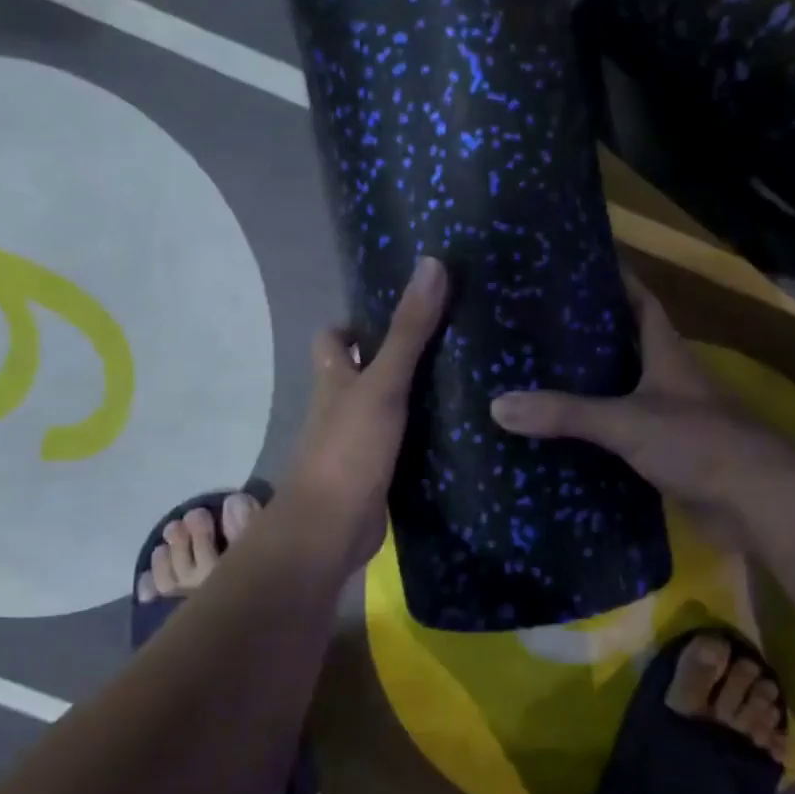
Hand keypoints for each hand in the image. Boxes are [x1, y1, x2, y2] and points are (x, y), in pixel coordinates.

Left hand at [281, 256, 448, 573]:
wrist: (332, 528)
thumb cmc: (349, 449)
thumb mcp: (382, 385)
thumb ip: (409, 331)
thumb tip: (432, 265)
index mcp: (334, 380)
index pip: (334, 339)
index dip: (356, 324)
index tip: (398, 314)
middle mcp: (340, 408)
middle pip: (362, 373)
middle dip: (394, 359)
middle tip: (447, 344)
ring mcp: (358, 443)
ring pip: (384, 410)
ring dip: (412, 399)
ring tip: (462, 381)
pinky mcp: (377, 474)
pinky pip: (400, 445)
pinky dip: (421, 437)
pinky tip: (456, 432)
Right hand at [489, 271, 765, 549]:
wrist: (757, 503)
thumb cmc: (699, 443)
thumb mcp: (626, 421)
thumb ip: (565, 414)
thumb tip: (497, 406)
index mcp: (667, 355)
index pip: (642, 303)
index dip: (616, 282)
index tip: (577, 270)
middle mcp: (670, 381)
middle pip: (627, 348)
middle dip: (589, 339)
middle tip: (537, 333)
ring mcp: (671, 420)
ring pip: (623, 395)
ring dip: (590, 390)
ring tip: (537, 382)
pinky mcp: (668, 457)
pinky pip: (623, 439)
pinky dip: (596, 437)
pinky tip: (562, 440)